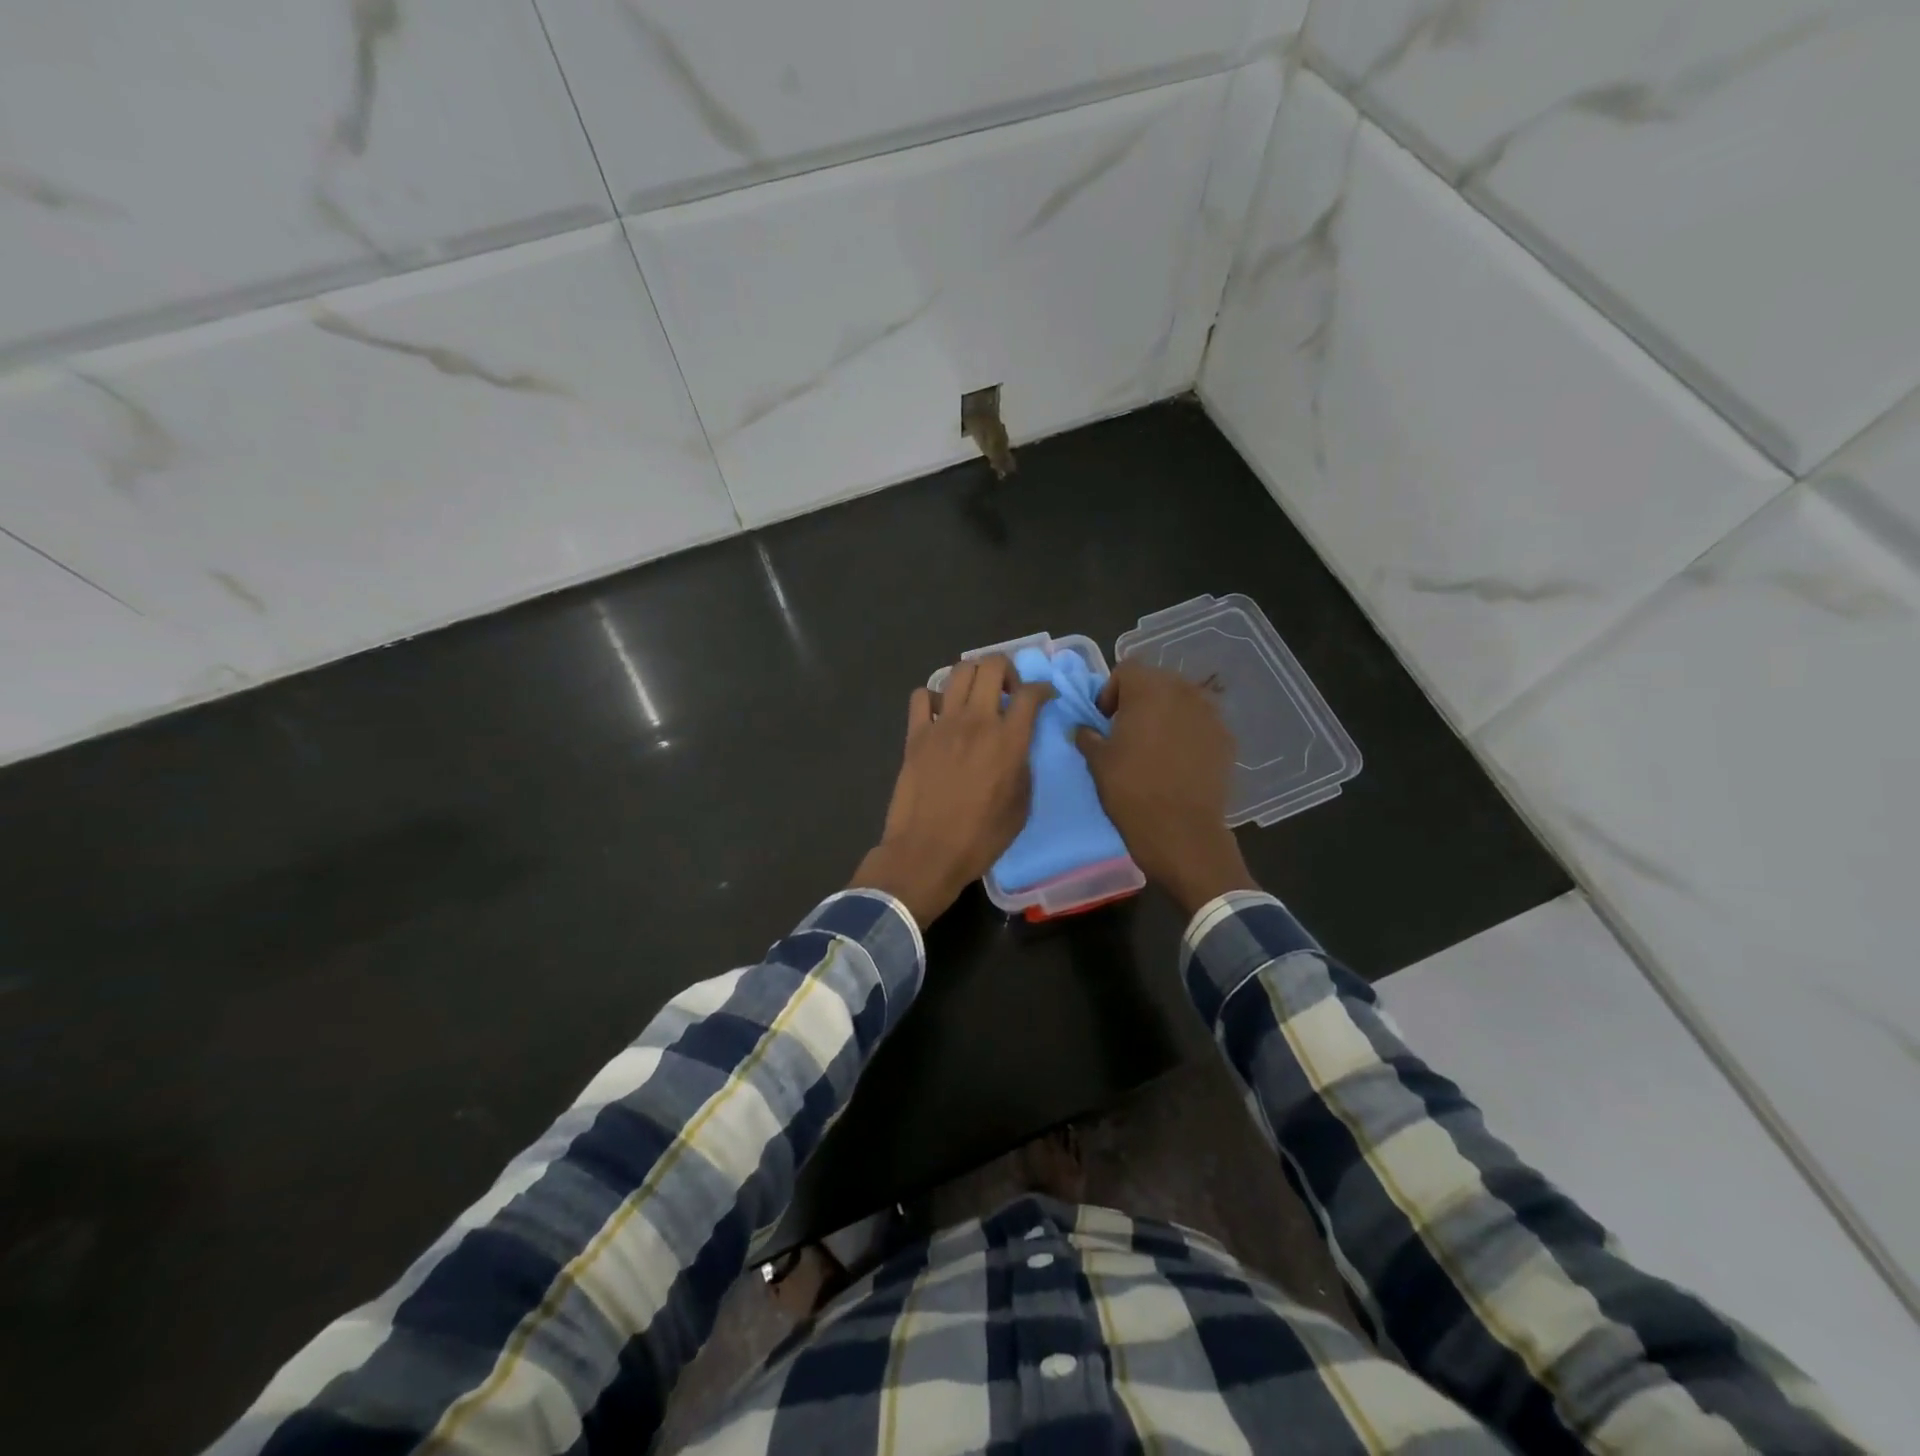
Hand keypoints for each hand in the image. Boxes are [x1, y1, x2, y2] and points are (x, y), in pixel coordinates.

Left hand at [854, 655, 1052, 925]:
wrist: (927, 853)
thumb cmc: (980, 839)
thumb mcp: (1020, 807)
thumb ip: (1023, 767)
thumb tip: (1017, 747)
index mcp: (1008, 740)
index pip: (1030, 693)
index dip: (1043, 688)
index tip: (1045, 697)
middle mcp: (976, 722)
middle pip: (991, 666)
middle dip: (1006, 670)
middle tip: (1008, 692)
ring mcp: (942, 724)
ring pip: (958, 671)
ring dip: (973, 676)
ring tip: (976, 697)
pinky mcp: (915, 734)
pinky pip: (922, 696)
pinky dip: (934, 697)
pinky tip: (940, 714)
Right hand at [1075, 663, 1257, 914]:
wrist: (1182, 833)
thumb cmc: (1132, 792)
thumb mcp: (1097, 762)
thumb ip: (1087, 735)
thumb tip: (1084, 728)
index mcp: (1149, 690)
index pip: (1126, 670)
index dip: (1110, 692)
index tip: (1104, 721)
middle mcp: (1184, 692)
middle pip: (1156, 682)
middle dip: (1139, 700)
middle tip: (1126, 732)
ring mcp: (1211, 715)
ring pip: (1181, 702)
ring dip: (1165, 715)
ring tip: (1153, 747)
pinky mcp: (1226, 739)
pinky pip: (1200, 724)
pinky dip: (1187, 734)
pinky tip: (1178, 762)